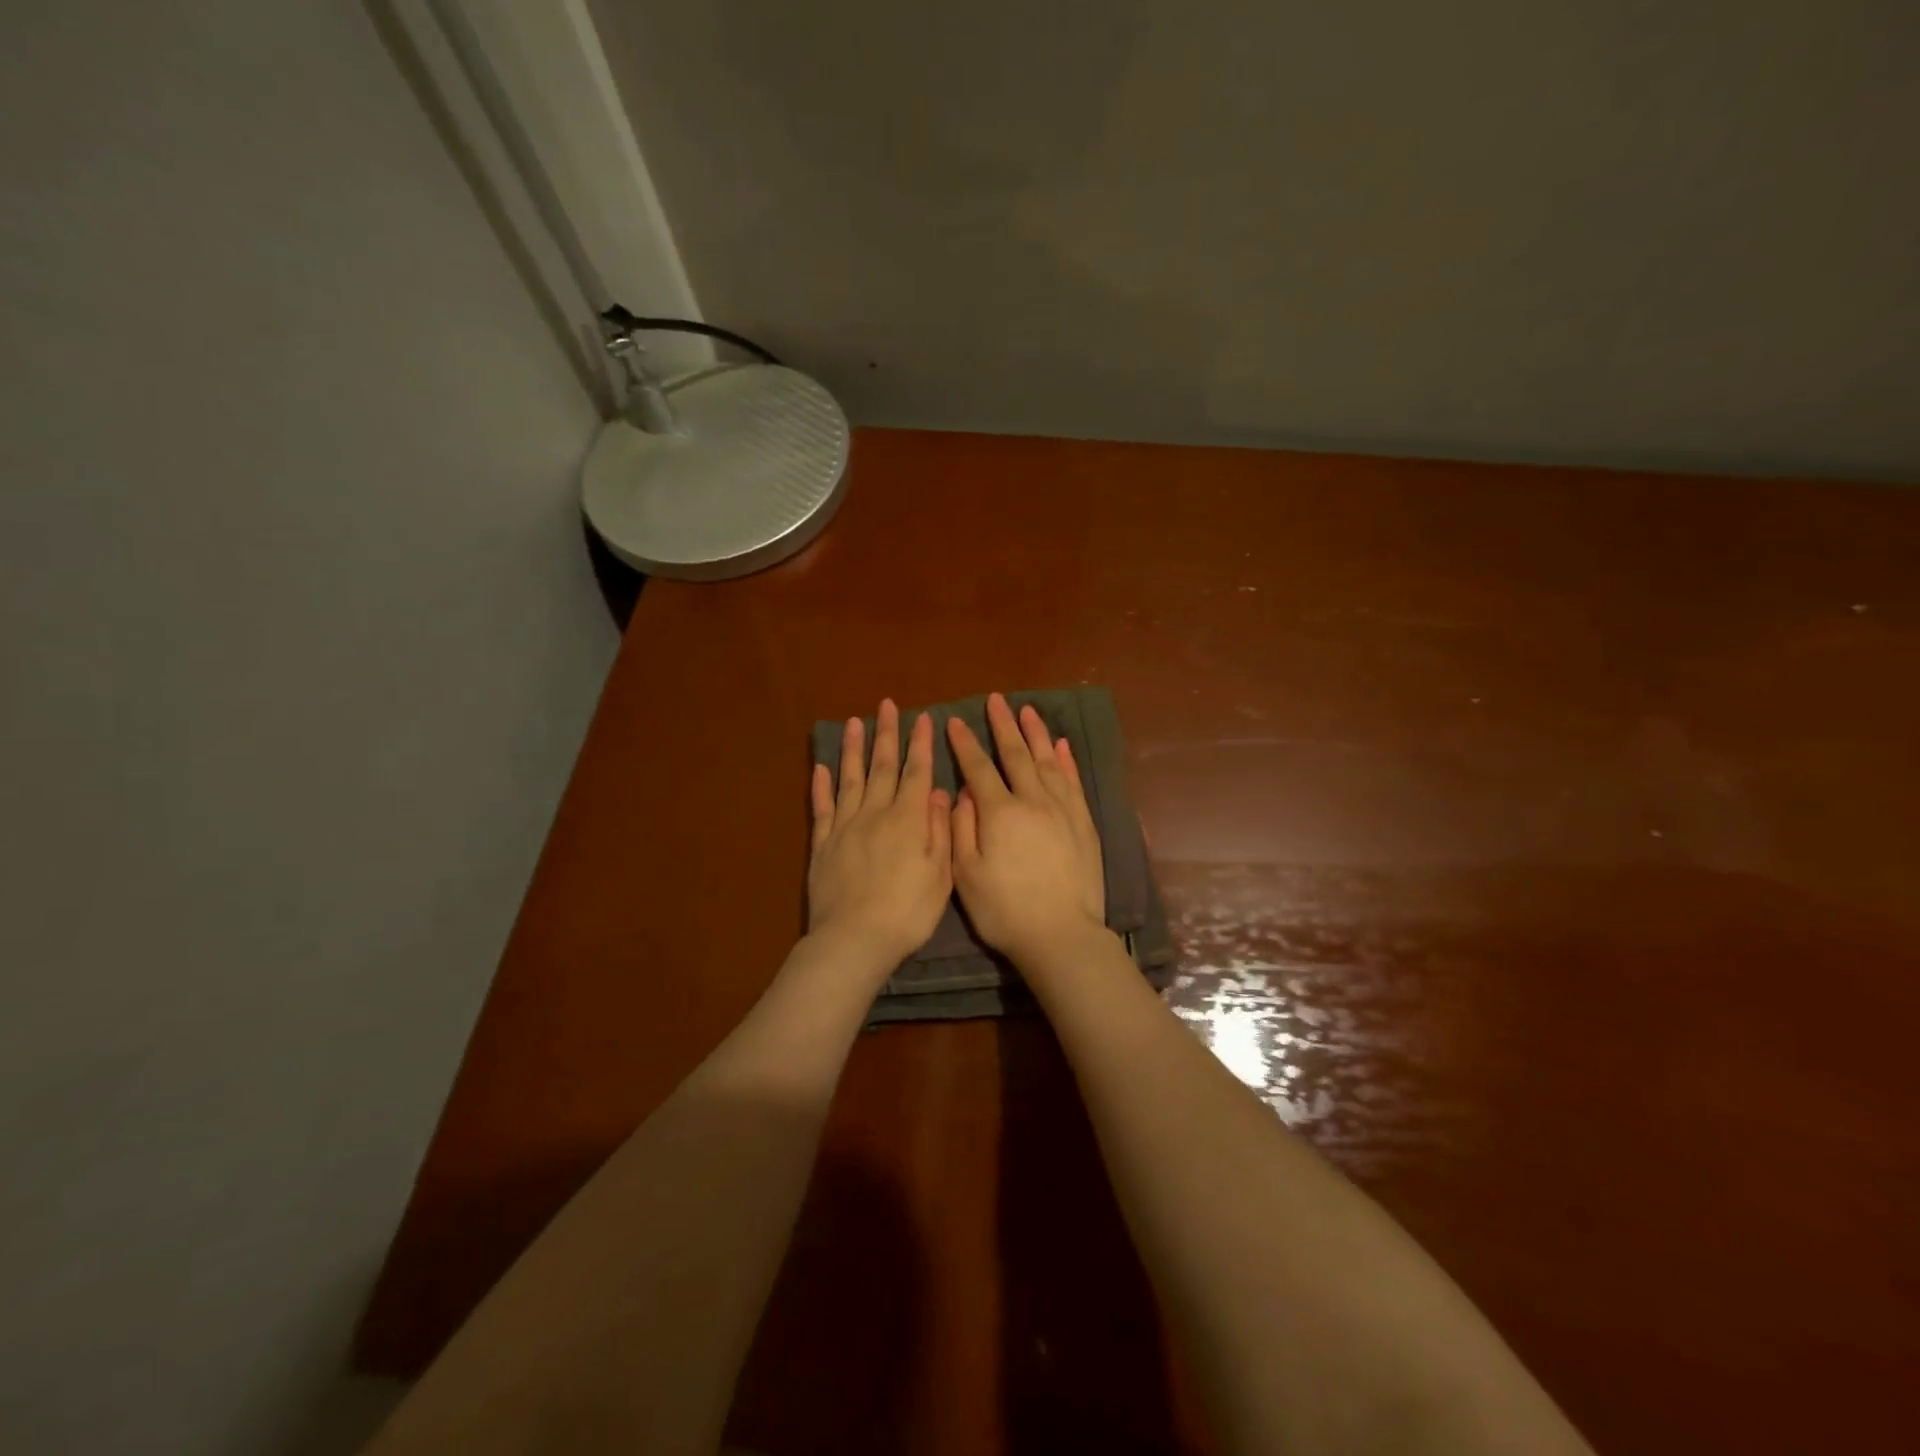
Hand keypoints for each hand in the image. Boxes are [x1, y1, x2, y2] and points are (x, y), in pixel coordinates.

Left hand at [808, 700, 952, 975]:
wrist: (855, 939)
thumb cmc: (908, 912)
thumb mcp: (940, 874)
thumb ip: (940, 829)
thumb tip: (938, 792)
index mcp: (908, 819)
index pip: (917, 772)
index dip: (921, 744)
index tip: (923, 717)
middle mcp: (875, 813)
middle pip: (882, 767)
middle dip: (886, 734)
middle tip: (886, 705)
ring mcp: (845, 827)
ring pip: (850, 779)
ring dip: (853, 749)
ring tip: (854, 722)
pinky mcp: (823, 845)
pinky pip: (822, 807)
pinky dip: (821, 785)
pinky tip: (822, 767)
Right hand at [947, 693, 1105, 963]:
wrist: (1060, 935)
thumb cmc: (1004, 910)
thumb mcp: (966, 874)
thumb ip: (961, 828)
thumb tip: (964, 792)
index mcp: (999, 813)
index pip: (978, 768)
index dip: (965, 744)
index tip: (955, 721)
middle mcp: (1033, 801)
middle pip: (1016, 754)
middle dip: (1003, 725)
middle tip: (996, 700)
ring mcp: (1062, 810)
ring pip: (1048, 761)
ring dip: (1036, 734)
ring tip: (1028, 710)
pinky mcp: (1083, 824)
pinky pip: (1073, 783)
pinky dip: (1067, 761)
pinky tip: (1062, 746)